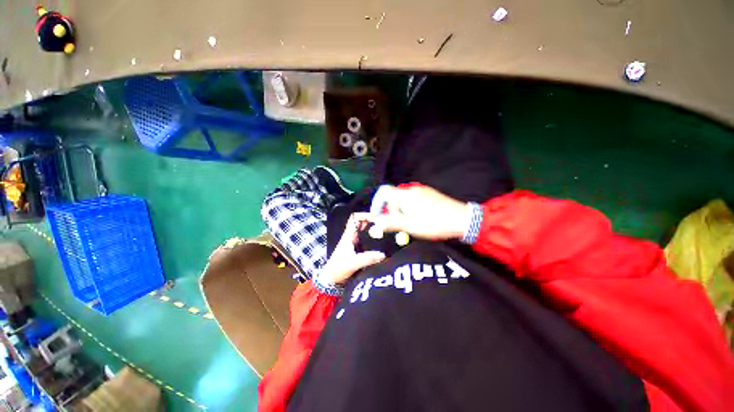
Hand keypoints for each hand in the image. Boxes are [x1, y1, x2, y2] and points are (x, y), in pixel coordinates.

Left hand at [320, 213, 385, 284]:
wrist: (331, 281)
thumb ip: (367, 258)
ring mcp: (355, 245)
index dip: (363, 215)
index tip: (375, 217)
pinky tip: (383, 245)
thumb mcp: (353, 263)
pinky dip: (374, 242)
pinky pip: (367, 243)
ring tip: (387, 233)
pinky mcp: (358, 252)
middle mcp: (352, 238)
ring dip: (374, 233)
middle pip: (362, 225)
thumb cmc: (338, 268)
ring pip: (365, 234)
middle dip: (372, 223)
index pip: (354, 219)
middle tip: (385, 225)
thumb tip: (383, 255)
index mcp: (349, 236)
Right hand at [370, 185, 470, 240]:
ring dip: (400, 210)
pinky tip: (418, 217)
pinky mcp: (429, 194)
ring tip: (408, 223)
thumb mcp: (409, 226)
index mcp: (405, 194)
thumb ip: (390, 222)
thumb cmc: (433, 223)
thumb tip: (375, 221)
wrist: (462, 219)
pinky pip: (412, 199)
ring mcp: (422, 190)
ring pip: (403, 198)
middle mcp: (412, 189)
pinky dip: (409, 208)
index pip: (384, 193)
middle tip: (397, 224)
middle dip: (390, 210)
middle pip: (393, 196)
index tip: (378, 217)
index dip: (377, 204)